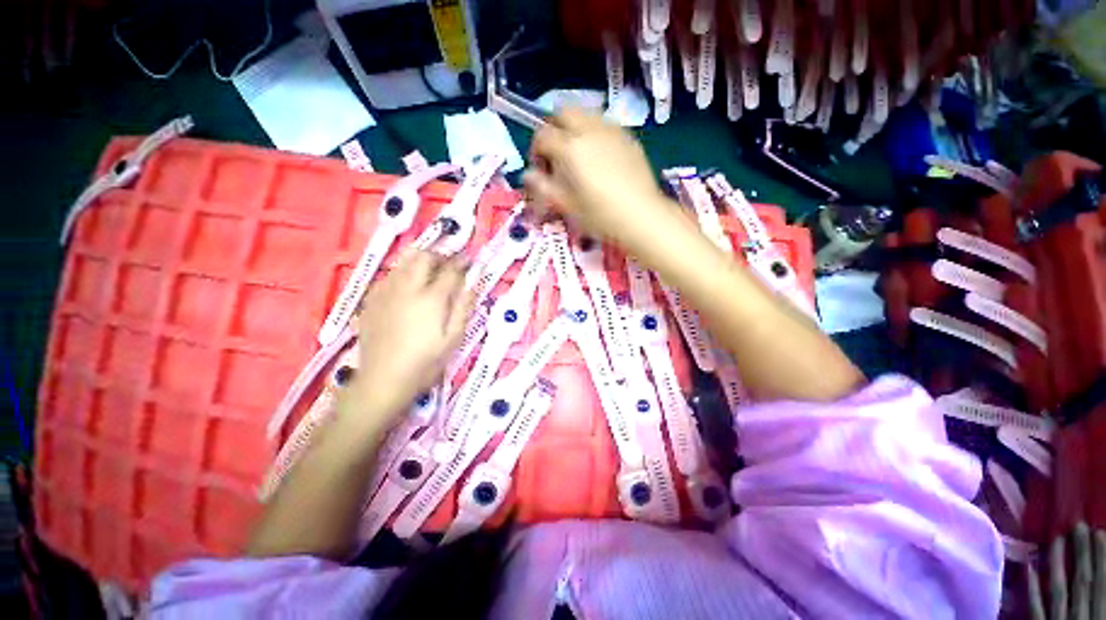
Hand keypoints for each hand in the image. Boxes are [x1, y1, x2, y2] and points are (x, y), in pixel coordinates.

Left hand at [346, 251, 473, 424]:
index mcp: (431, 297)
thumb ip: (462, 309)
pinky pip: (388, 276)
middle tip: (445, 265)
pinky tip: (402, 290)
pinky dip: (400, 275)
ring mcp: (387, 291)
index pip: (451, 269)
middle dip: (438, 256)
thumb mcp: (451, 342)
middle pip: (424, 256)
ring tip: (424, 273)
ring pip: (403, 262)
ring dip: (417, 262)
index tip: (468, 261)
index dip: (462, 262)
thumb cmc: (422, 365)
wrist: (382, 379)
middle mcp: (408, 286)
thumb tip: (472, 283)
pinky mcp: (371, 299)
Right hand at [524, 107, 675, 249]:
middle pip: (564, 112)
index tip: (542, 169)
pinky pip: (607, 125)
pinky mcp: (630, 139)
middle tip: (558, 150)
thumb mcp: (565, 205)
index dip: (536, 150)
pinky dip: (597, 133)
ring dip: (577, 127)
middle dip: (556, 126)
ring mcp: (612, 132)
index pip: (542, 135)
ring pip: (587, 114)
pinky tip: (602, 156)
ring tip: (580, 151)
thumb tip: (529, 175)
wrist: (644, 217)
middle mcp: (589, 131)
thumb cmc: (600, 215)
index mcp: (569, 147)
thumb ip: (542, 186)